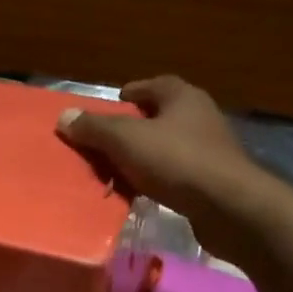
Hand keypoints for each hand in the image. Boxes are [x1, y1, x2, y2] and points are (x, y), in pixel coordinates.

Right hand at [58, 76, 282, 260]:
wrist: (228, 206)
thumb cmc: (176, 161)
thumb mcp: (126, 141)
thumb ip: (94, 128)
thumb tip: (64, 116)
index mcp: (184, 97)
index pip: (155, 85)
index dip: (133, 92)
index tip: (114, 103)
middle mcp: (201, 116)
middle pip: (162, 115)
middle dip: (136, 125)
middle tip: (109, 138)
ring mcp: (211, 149)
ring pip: (170, 144)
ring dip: (146, 153)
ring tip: (120, 167)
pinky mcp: (213, 179)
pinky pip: (177, 171)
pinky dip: (158, 176)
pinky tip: (143, 190)